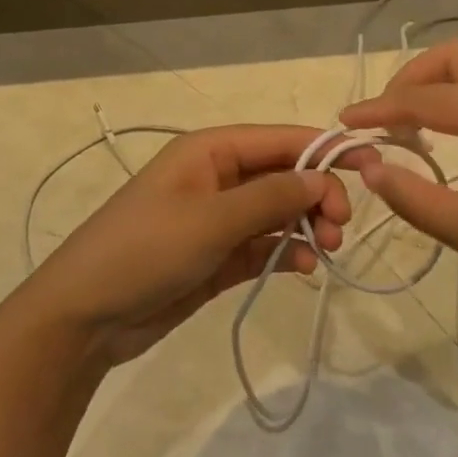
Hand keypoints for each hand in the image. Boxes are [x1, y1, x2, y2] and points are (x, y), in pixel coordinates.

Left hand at [24, 125, 369, 365]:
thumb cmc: (146, 250)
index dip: (327, 149)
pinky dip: (286, 253)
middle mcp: (217, 178)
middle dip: (317, 195)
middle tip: (340, 227)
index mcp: (210, 150)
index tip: (372, 166)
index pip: (281, 139)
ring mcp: (217, 219)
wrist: (85, 317)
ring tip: (328, 250)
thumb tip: (321, 176)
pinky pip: (263, 245)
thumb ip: (271, 197)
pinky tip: (303, 268)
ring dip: (307, 226)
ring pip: (278, 212)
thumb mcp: (211, 219)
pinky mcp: (217, 257)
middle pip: (284, 175)